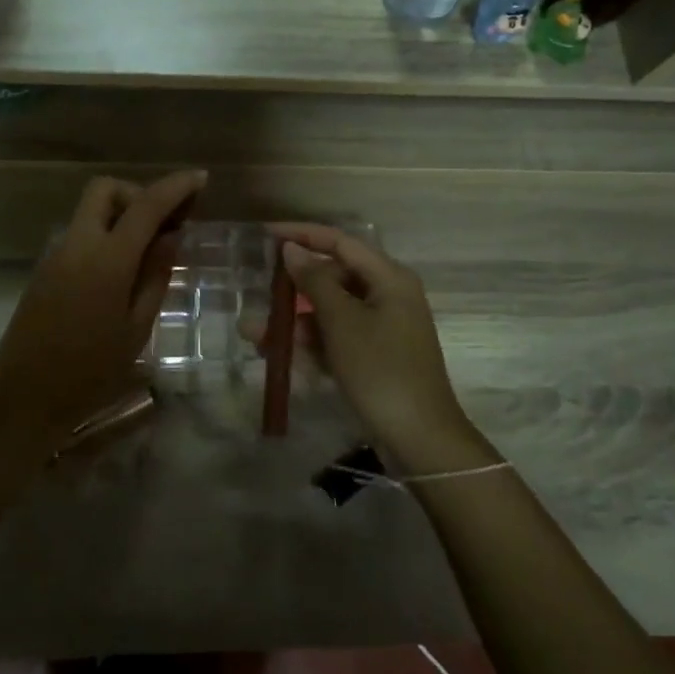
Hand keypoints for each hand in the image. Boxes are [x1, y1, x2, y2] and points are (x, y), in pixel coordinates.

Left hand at [0, 171, 204, 452]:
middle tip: (163, 226)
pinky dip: (104, 236)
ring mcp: (56, 254)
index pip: (146, 206)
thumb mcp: (137, 328)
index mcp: (106, 260)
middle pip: (105, 190)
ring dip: (120, 216)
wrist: (25, 399)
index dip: (175, 187)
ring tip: (148, 253)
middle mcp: (77, 245)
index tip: (199, 178)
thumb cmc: (91, 372)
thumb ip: (155, 275)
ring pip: (90, 211)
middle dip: (137, 194)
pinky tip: (120, 272)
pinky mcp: (45, 269)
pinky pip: (80, 235)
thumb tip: (172, 236)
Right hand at [270, 223, 473, 463]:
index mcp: (389, 277)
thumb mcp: (342, 322)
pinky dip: (311, 341)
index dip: (302, 234)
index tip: (265, 234)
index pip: (339, 242)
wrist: (419, 439)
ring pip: (332, 310)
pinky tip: (279, 354)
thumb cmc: (381, 370)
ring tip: (255, 335)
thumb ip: (315, 281)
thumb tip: (292, 249)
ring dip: (296, 320)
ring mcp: (383, 326)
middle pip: (334, 276)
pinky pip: (338, 335)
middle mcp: (388, 294)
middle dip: (294, 288)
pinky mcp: (375, 354)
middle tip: (259, 293)